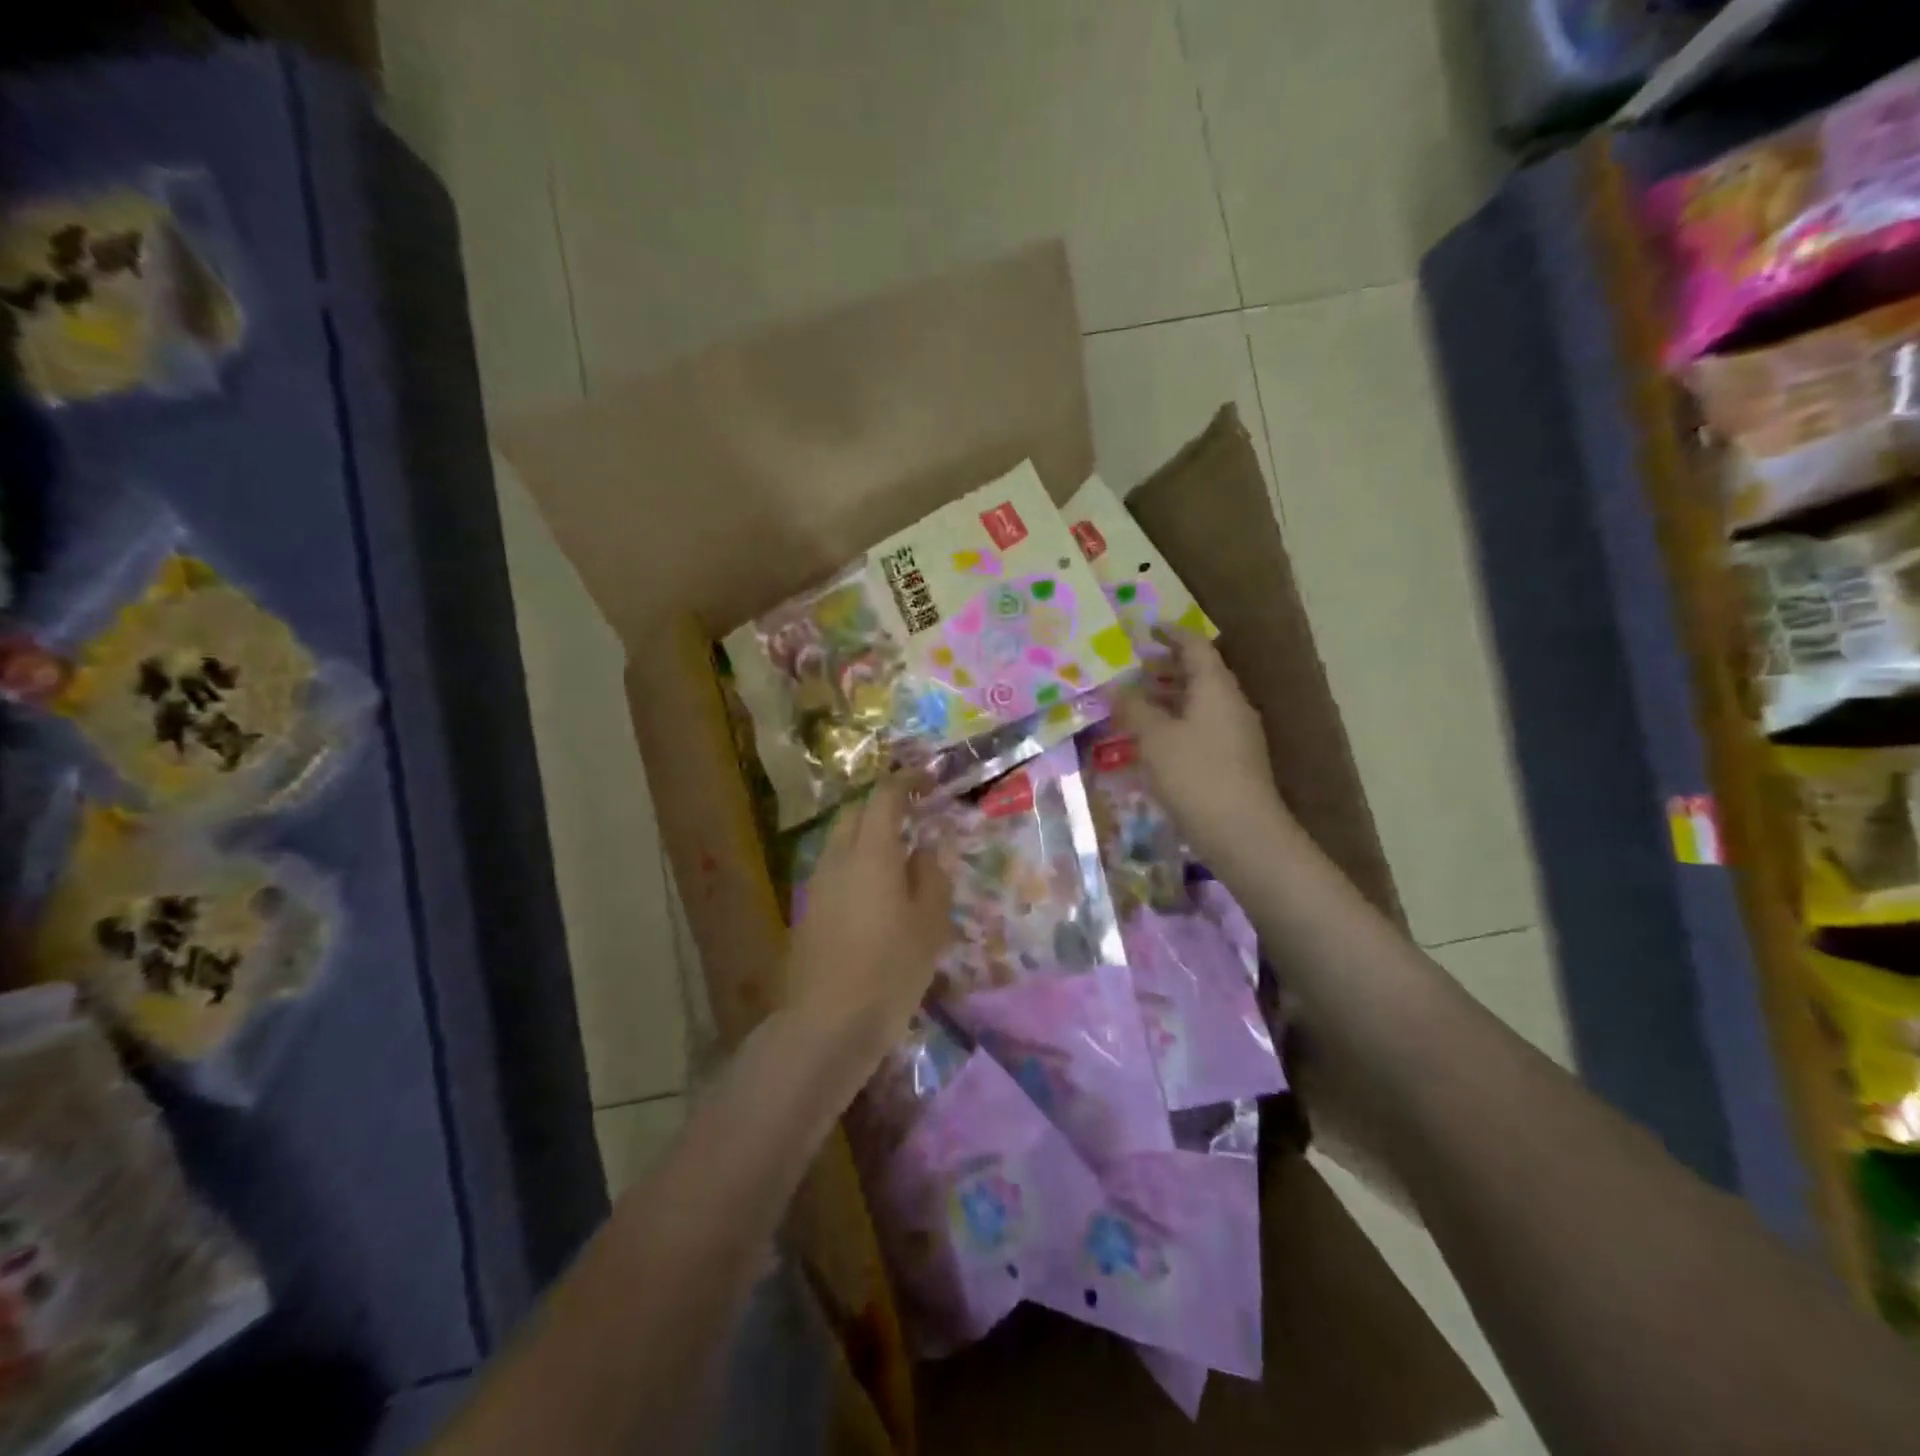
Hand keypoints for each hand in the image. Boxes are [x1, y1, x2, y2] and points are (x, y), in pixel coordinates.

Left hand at [783, 772, 954, 1062]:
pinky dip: (856, 863)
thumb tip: (928, 848)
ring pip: (840, 841)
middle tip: (913, 816)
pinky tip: (875, 892)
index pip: (885, 798)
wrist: (827, 1023)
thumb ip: (932, 876)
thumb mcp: (929, 924)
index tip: (928, 779)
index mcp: (871, 853)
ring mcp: (816, 884)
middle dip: (882, 805)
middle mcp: (837, 859)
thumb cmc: (890, 971)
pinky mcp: (807, 910)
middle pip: (855, 814)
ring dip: (867, 836)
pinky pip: (833, 869)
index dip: (906, 781)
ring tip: (898, 856)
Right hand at [1112, 628, 1295, 869]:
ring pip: (1201, 702)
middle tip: (1134, 667)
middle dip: (1166, 667)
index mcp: (1216, 687)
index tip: (1146, 629)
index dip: (1170, 634)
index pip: (1194, 647)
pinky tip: (1155, 739)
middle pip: (1200, 673)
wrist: (1242, 832)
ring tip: (1137, 701)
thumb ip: (1132, 708)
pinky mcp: (1234, 759)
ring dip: (1170, 696)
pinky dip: (1177, 721)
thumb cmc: (1195, 775)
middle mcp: (1231, 703)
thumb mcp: (1154, 738)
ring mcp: (1236, 733)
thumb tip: (1113, 686)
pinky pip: (1202, 725)